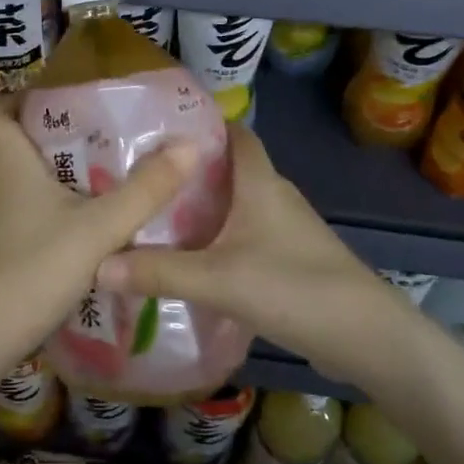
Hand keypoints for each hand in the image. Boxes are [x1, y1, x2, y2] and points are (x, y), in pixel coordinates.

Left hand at [0, 96, 197, 374]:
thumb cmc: (34, 269)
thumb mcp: (100, 229)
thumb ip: (146, 190)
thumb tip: (190, 145)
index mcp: (8, 163)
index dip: (17, 96)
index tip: (55, 97)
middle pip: (7, 144)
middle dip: (41, 135)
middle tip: (88, 136)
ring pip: (10, 180)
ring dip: (41, 174)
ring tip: (88, 179)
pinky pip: (12, 212)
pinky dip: (36, 208)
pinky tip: (70, 228)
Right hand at [93, 123, 395, 382]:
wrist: (366, 337)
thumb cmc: (293, 288)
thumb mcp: (217, 279)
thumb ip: (157, 272)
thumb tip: (96, 265)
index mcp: (260, 182)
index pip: (235, 134)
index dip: (202, 126)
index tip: (158, 132)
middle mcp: (275, 196)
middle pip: (230, 171)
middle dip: (189, 173)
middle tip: (142, 181)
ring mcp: (287, 230)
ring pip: (237, 206)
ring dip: (204, 209)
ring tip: (156, 218)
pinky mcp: (292, 260)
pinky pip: (246, 236)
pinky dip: (219, 239)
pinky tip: (193, 261)